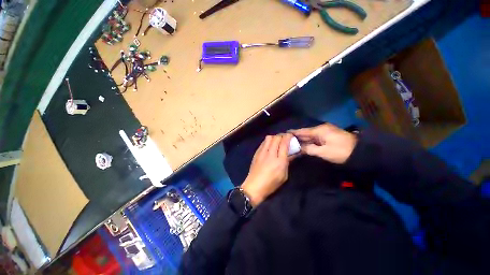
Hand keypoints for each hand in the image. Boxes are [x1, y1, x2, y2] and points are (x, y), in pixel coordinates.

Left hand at [241, 134, 292, 206]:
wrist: (254, 186)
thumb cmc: (271, 184)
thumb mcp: (284, 175)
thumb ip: (288, 162)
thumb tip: (293, 153)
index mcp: (279, 160)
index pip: (284, 143)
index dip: (288, 137)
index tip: (291, 136)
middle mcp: (270, 153)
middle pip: (276, 138)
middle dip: (282, 135)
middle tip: (285, 138)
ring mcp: (262, 152)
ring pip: (269, 138)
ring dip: (274, 137)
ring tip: (277, 141)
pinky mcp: (256, 153)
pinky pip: (263, 142)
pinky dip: (268, 141)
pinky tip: (269, 145)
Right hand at [289, 123, 356, 163]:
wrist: (360, 153)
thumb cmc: (341, 151)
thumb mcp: (324, 152)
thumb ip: (310, 149)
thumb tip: (300, 148)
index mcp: (319, 130)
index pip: (303, 131)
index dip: (294, 132)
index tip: (285, 133)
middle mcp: (321, 129)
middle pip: (306, 133)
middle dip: (297, 137)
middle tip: (286, 140)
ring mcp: (325, 133)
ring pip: (310, 136)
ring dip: (302, 140)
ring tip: (292, 143)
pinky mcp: (328, 137)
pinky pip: (315, 139)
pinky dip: (309, 142)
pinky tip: (303, 145)